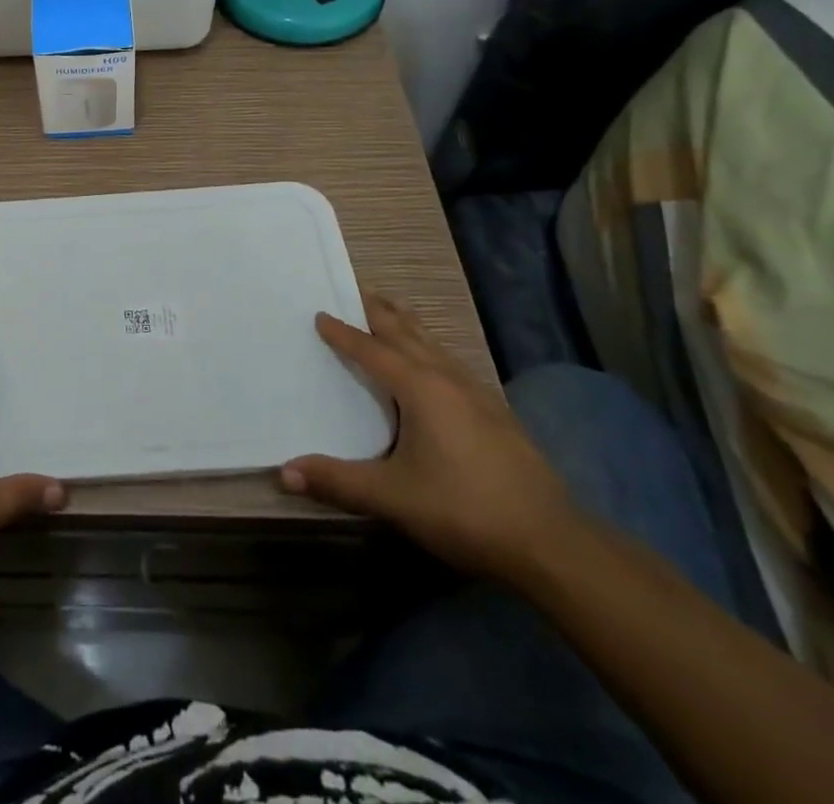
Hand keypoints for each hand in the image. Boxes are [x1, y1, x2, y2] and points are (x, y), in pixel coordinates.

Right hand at [280, 291, 580, 582]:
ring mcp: (478, 394)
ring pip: (434, 344)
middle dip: (379, 312)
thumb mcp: (393, 497)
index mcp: (420, 388)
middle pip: (406, 333)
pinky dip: (431, 348)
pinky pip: (452, 363)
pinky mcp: (497, 413)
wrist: (551, 543)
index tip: (320, 314)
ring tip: (391, 310)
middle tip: (356, 290)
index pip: (371, 351)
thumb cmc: (464, 510)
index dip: (343, 333)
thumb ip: (337, 481)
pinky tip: (435, 364)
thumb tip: (282, 471)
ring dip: (408, 325)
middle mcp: (448, 379)